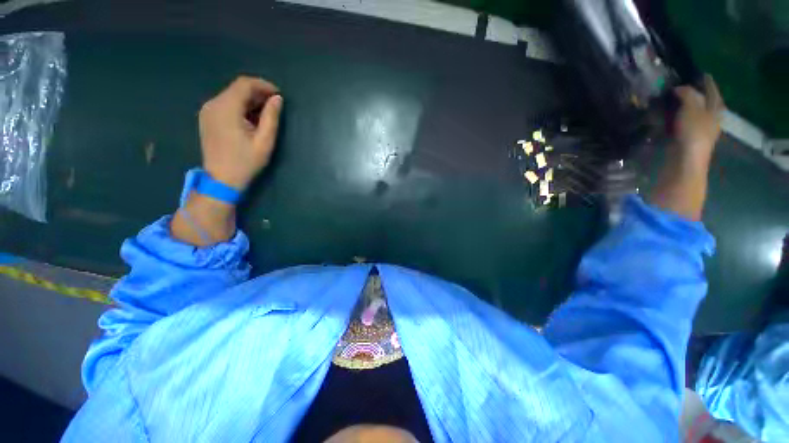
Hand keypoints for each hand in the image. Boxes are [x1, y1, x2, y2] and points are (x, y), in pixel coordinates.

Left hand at [199, 76, 282, 190]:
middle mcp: (213, 104)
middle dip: (257, 93)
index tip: (279, 95)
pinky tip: (251, 119)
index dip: (263, 85)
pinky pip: (225, 105)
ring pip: (231, 96)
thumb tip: (277, 99)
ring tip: (265, 113)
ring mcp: (207, 111)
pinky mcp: (207, 118)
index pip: (244, 84)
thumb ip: (271, 117)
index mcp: (226, 108)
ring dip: (250, 100)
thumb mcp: (264, 141)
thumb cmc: (246, 162)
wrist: (221, 180)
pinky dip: (240, 107)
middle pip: (237, 88)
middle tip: (274, 105)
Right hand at [673, 74, 724, 163]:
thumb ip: (688, 95)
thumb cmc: (693, 132)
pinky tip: (674, 116)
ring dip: (689, 107)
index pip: (713, 92)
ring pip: (696, 114)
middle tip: (691, 86)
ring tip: (680, 100)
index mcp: (715, 110)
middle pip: (707, 104)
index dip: (709, 83)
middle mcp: (711, 120)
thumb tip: (680, 87)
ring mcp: (700, 131)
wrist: (686, 160)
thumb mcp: (691, 109)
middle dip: (701, 95)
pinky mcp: (688, 140)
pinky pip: (685, 123)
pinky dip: (681, 117)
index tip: (703, 74)